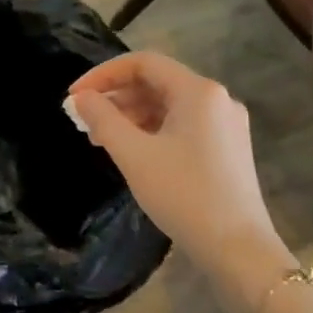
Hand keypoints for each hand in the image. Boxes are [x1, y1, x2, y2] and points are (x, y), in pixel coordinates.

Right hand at [69, 52, 287, 309]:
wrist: (237, 249)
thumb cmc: (183, 194)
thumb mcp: (133, 154)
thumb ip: (103, 119)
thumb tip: (81, 98)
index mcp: (199, 91)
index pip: (143, 63)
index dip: (103, 74)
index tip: (74, 97)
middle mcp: (217, 99)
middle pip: (156, 82)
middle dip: (116, 97)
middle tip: (84, 120)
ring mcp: (225, 125)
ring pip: (168, 105)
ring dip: (131, 115)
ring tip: (101, 139)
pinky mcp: (227, 148)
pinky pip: (181, 125)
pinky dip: (151, 130)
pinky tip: (132, 152)